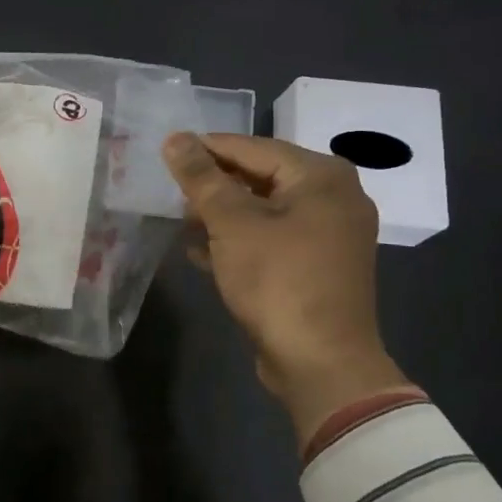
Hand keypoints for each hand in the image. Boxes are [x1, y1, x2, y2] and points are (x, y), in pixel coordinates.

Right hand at [163, 132, 411, 444]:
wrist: (321, 363)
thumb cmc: (278, 280)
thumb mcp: (232, 223)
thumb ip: (202, 178)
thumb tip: (174, 138)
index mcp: (322, 176)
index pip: (253, 148)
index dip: (207, 148)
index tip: (167, 150)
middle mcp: (335, 197)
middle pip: (262, 177)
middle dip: (215, 185)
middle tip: (172, 188)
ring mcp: (331, 235)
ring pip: (266, 210)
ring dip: (223, 215)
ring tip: (181, 219)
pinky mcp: (320, 267)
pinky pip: (275, 239)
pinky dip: (241, 241)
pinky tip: (200, 251)